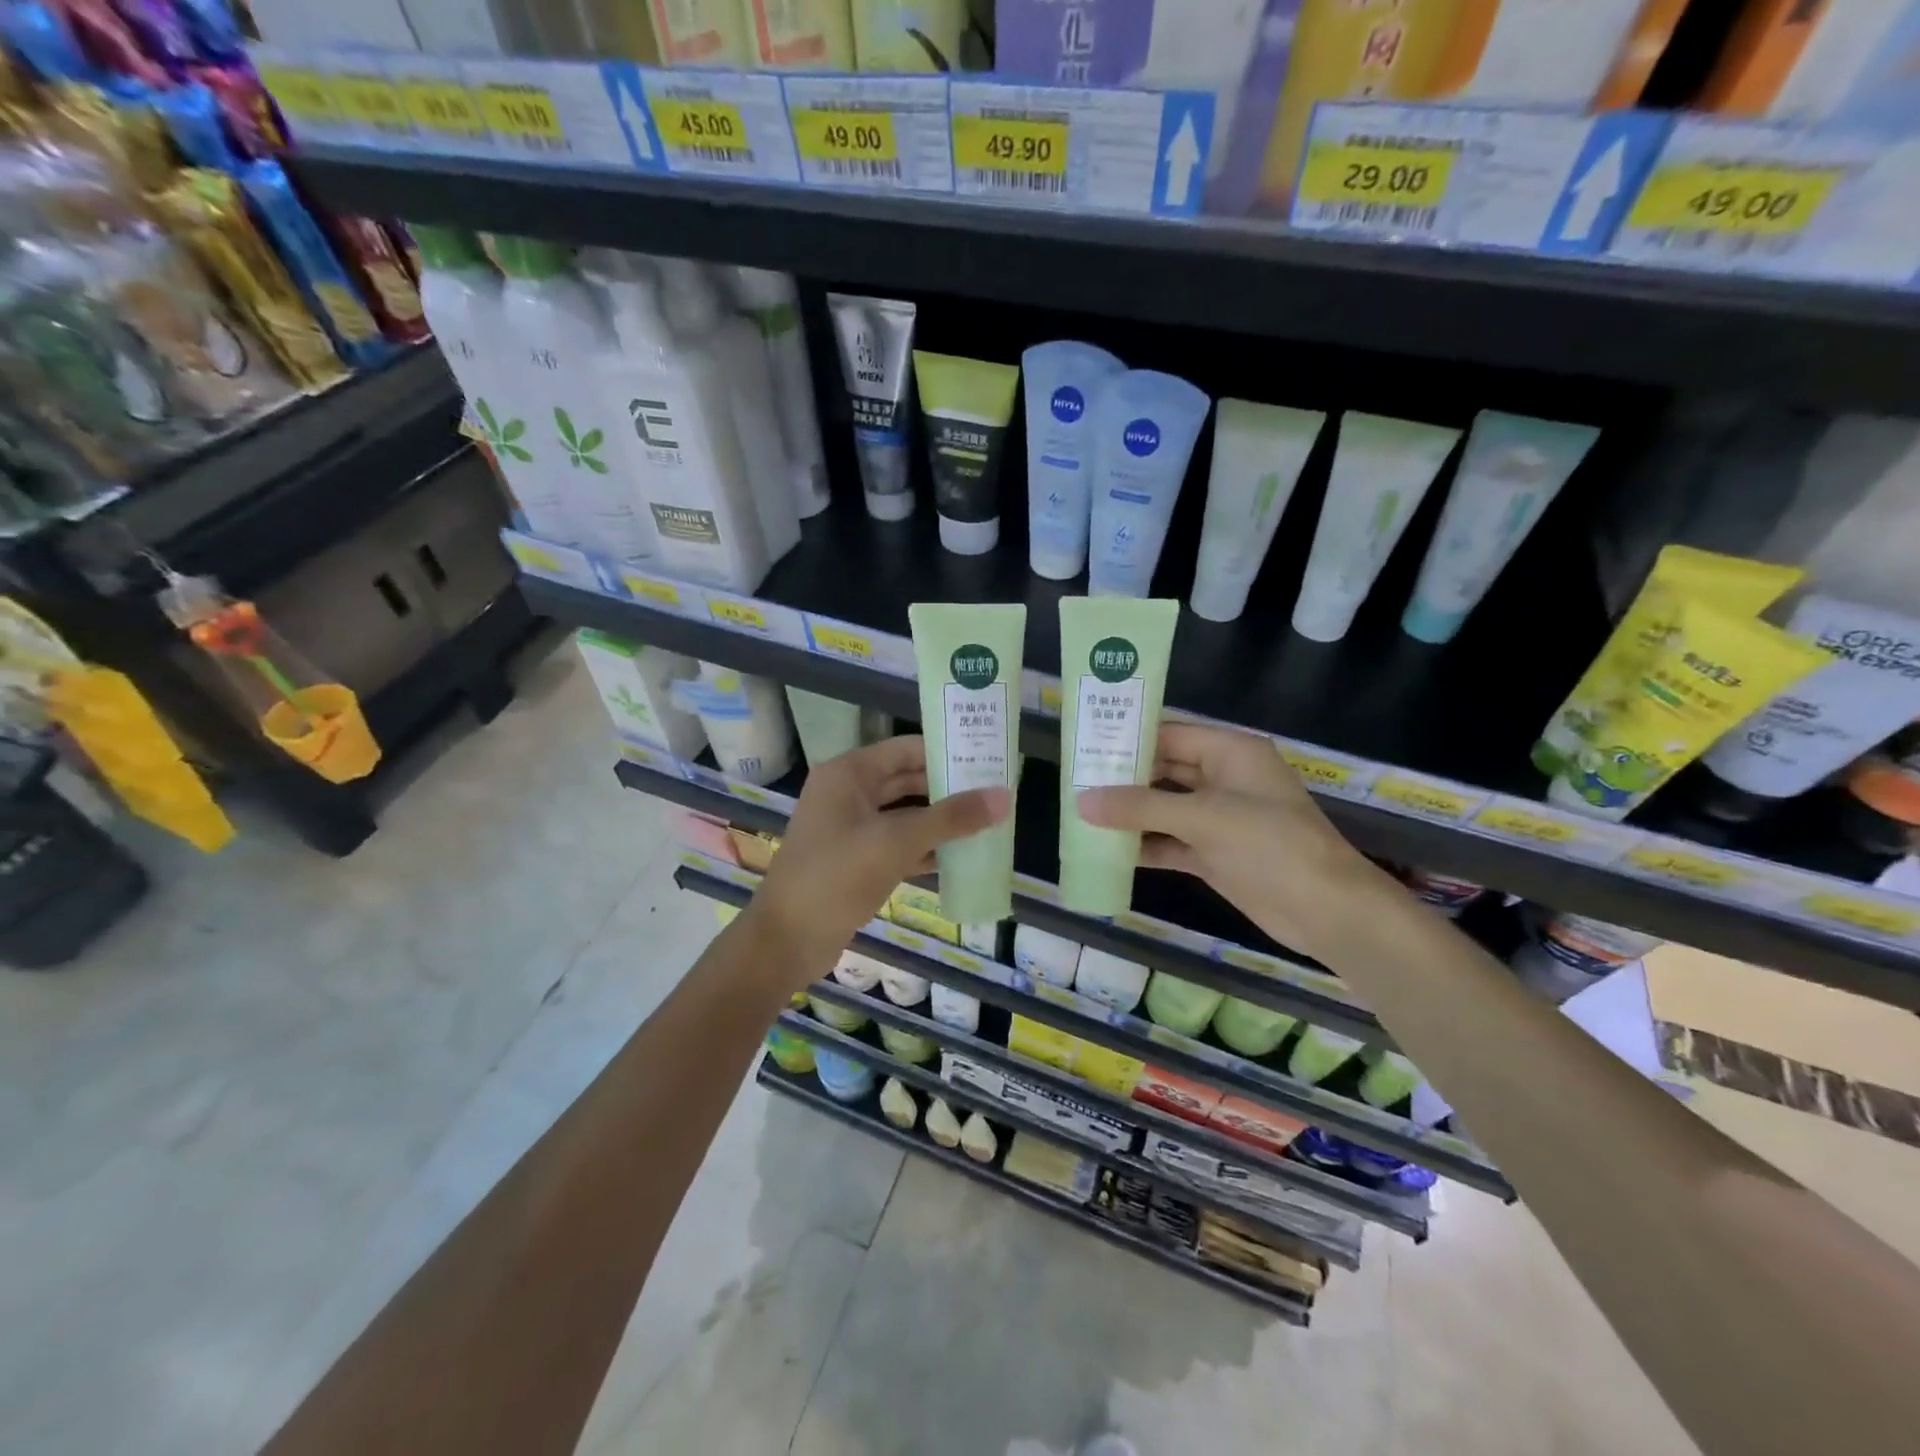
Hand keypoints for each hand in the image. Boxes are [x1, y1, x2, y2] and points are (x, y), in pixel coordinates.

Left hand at [747, 735, 1009, 977]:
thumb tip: (1004, 796)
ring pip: (904, 814)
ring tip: (988, 823)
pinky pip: (897, 844)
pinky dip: (925, 848)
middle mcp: (847, 793)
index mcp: (849, 774)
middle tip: (995, 792)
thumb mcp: (897, 842)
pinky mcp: (855, 860)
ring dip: (940, 820)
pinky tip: (960, 857)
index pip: (907, 749)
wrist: (786, 941)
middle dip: (948, 787)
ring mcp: (849, 828)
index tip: (988, 758)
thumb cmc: (837, 877)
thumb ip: (951, 818)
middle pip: (907, 780)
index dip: (947, 751)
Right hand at [1077, 723, 1388, 961]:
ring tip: (1082, 814)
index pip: (1170, 734)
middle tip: (1075, 781)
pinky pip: (1172, 841)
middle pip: (1164, 770)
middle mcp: (1224, 779)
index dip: (1129, 738)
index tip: (1085, 744)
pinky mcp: (1216, 853)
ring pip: (1164, 808)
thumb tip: (1082, 801)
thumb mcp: (1204, 818)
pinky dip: (1145, 845)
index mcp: (1231, 753)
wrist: (1327, 911)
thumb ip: (1141, 807)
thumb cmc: (1271, 845)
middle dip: (1124, 778)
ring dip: (1130, 814)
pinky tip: (1109, 852)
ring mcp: (1220, 819)